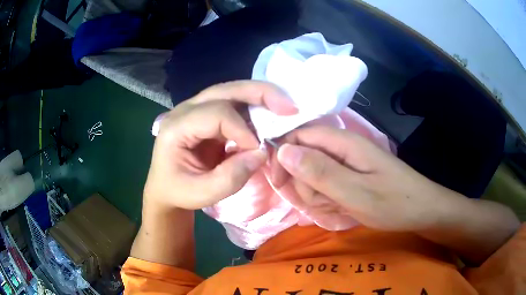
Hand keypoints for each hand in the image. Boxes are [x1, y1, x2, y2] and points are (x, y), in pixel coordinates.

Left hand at [144, 81, 296, 209]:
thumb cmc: (178, 192)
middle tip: (289, 106)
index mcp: (176, 127)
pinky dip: (254, 107)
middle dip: (260, 94)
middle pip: (225, 90)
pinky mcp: (207, 115)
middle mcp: (185, 110)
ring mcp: (196, 109)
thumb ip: (231, 177)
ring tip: (285, 106)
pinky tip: (271, 114)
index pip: (216, 114)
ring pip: (231, 91)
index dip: (243, 130)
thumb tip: (261, 153)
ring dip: (260, 96)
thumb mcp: (202, 194)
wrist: (165, 188)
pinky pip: (233, 104)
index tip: (259, 152)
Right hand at [272, 125, 455, 231]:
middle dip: (305, 183)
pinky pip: (325, 185)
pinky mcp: (349, 176)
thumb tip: (283, 150)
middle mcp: (342, 148)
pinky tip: (342, 208)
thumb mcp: (356, 192)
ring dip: (317, 195)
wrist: (421, 211)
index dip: (283, 156)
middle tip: (325, 200)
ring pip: (312, 175)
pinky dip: (327, 199)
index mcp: (343, 142)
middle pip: (302, 157)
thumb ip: (320, 172)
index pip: (298, 135)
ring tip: (339, 206)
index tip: (279, 182)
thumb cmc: (393, 202)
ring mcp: (346, 163)